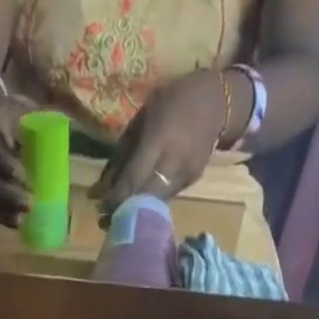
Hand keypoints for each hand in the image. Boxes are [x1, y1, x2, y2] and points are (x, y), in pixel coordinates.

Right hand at [0, 87, 36, 226]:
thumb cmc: (2, 114)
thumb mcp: (19, 110)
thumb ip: (43, 122)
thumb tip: (81, 131)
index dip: (6, 166)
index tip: (25, 178)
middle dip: (8, 195)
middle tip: (30, 204)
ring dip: (2, 211)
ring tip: (23, 220)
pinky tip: (14, 223)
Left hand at [89, 71, 227, 214]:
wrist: (218, 101)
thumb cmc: (173, 101)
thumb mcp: (142, 118)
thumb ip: (123, 152)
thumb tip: (102, 185)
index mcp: (159, 140)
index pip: (133, 179)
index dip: (115, 198)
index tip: (100, 207)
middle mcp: (174, 161)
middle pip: (144, 197)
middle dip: (124, 210)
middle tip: (106, 218)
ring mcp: (186, 174)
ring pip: (155, 202)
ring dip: (137, 209)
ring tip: (119, 211)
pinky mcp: (192, 181)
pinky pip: (167, 196)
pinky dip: (152, 200)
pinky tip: (141, 199)